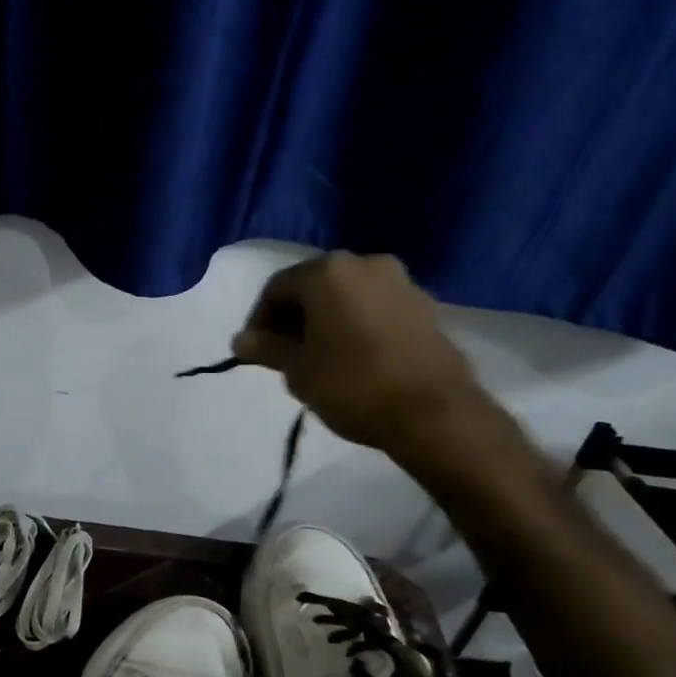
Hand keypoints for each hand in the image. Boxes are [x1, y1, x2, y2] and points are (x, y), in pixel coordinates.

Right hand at [231, 252, 479, 453]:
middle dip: (293, 319)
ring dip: (325, 322)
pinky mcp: (425, 306)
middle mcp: (365, 263)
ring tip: (318, 360)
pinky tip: (353, 359)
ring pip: (346, 297)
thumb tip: (241, 340)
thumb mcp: (298, 371)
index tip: (255, 353)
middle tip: (284, 356)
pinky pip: (375, 308)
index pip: (277, 288)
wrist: (434, 413)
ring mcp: (400, 282)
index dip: (259, 320)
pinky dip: (356, 326)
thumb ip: (267, 349)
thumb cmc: (353, 385)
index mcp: (328, 272)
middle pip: (313, 287)